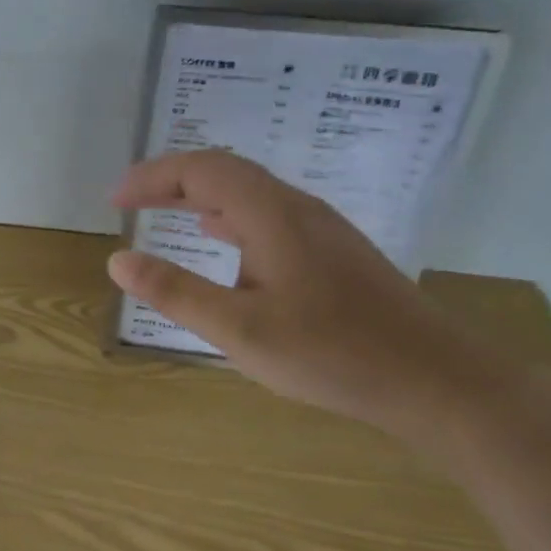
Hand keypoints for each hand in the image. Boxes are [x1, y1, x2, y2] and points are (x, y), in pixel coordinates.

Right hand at [108, 150, 509, 429]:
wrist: (436, 380)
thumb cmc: (332, 353)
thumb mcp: (240, 329)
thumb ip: (176, 292)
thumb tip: (117, 259)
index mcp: (271, 214)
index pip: (201, 170)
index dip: (152, 177)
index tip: (114, 200)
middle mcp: (296, 207)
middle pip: (225, 171)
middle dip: (171, 180)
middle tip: (130, 201)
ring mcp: (320, 228)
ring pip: (248, 192)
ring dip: (199, 195)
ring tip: (164, 211)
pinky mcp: (333, 252)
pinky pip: (267, 214)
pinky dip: (228, 215)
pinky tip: (222, 239)